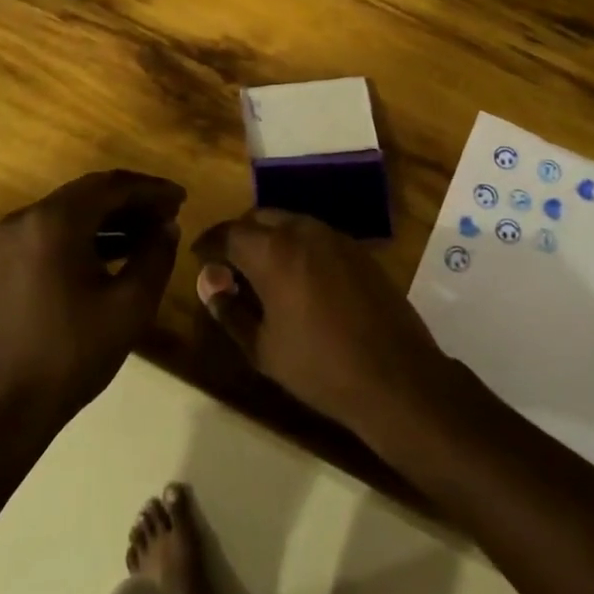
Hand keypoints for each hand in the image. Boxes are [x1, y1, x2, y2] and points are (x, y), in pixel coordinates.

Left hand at [0, 170, 185, 422]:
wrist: (7, 406)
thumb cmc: (73, 352)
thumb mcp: (131, 304)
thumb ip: (156, 255)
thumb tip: (167, 227)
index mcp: (56, 221)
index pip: (113, 186)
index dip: (152, 189)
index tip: (182, 199)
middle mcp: (29, 218)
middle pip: (91, 193)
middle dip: (134, 200)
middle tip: (171, 213)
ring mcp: (14, 240)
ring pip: (74, 212)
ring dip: (113, 217)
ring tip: (153, 232)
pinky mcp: (10, 262)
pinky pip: (57, 232)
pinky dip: (90, 234)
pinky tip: (120, 251)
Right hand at [193, 209, 448, 438]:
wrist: (395, 375)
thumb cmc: (320, 367)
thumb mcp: (262, 348)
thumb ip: (230, 310)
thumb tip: (210, 285)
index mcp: (274, 252)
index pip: (228, 233)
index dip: (208, 244)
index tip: (199, 258)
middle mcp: (305, 231)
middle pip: (260, 218)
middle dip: (239, 236)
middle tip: (228, 266)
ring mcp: (336, 237)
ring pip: (291, 223)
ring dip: (270, 239)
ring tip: (261, 273)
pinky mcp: (359, 250)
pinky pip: (317, 236)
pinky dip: (298, 247)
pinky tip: (298, 279)